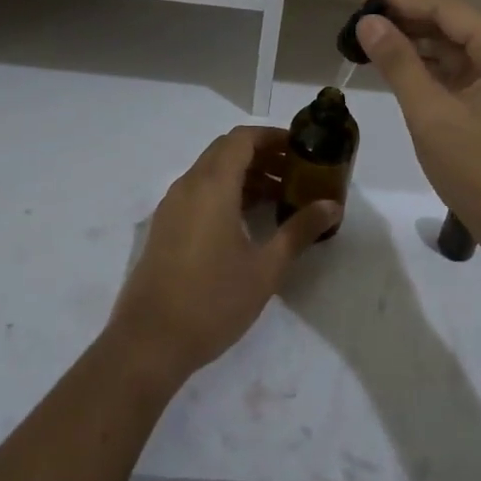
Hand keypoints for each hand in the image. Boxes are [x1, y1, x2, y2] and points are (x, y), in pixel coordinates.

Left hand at [108, 126, 337, 387]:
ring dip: (244, 174)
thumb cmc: (212, 301)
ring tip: (279, 198)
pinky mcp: (165, 227)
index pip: (243, 139)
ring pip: (211, 171)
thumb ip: (299, 230)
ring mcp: (172, 206)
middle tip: (295, 172)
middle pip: (226, 150)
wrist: (148, 343)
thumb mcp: (265, 268)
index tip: (301, 148)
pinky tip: (247, 221)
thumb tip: (332, 206)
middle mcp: (188, 185)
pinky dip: (225, 192)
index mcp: (212, 185)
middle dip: (262, 154)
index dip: (273, 137)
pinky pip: (198, 192)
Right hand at [356, 0, 480, 273]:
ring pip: (457, 54)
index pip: (448, 10)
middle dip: (408, 23)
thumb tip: (369, 22)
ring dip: (418, 49)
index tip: (362, 1)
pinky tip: (402, 77)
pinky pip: (462, 79)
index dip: (403, 2)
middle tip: (361, 25)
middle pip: (454, 28)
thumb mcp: (431, 115)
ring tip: (373, 47)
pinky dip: (432, 75)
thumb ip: (399, 63)